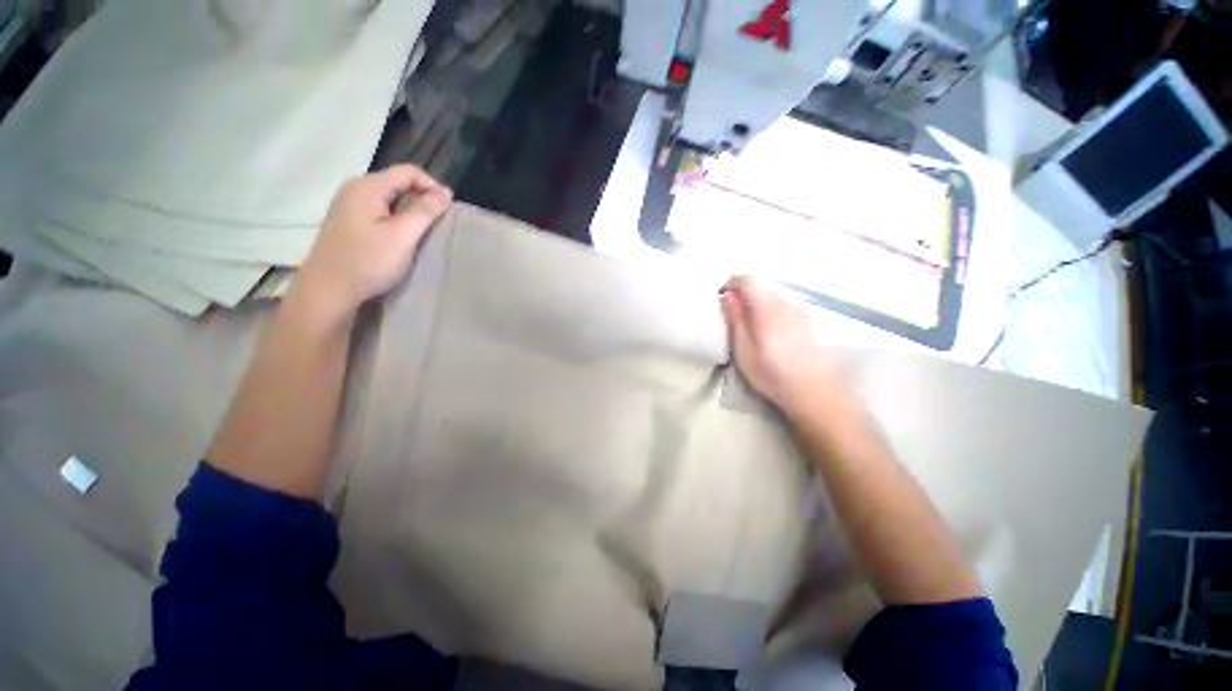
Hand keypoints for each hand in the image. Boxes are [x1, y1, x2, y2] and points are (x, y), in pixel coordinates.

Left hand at [295, 164, 452, 320]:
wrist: (329, 289)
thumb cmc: (368, 261)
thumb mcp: (402, 236)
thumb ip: (424, 212)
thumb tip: (444, 194)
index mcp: (367, 187)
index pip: (408, 172)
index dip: (432, 186)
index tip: (449, 208)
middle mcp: (355, 188)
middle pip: (397, 182)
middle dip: (423, 197)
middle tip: (441, 220)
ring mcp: (349, 204)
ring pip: (390, 197)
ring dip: (412, 209)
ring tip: (427, 229)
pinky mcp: (349, 220)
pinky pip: (380, 209)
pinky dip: (398, 217)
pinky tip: (405, 235)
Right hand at [721, 276, 853, 415]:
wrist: (815, 393)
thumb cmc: (772, 375)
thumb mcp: (744, 351)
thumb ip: (736, 320)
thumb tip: (729, 296)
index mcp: (768, 309)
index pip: (749, 279)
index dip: (732, 283)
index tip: (722, 297)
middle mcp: (787, 303)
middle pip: (762, 286)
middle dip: (744, 295)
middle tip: (734, 316)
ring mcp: (802, 311)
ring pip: (773, 296)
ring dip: (758, 304)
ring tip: (752, 329)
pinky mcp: (810, 320)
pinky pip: (785, 306)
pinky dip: (772, 311)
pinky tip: (772, 335)